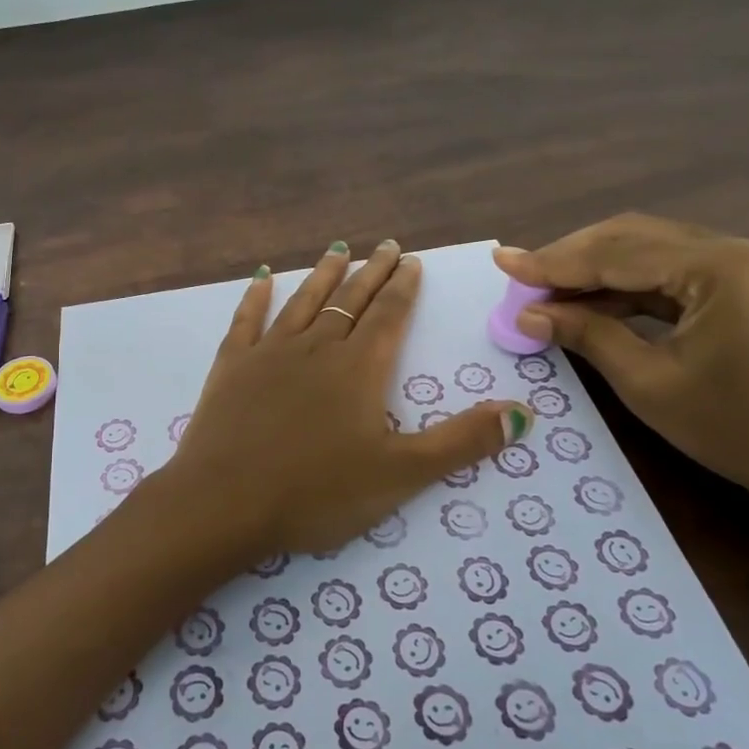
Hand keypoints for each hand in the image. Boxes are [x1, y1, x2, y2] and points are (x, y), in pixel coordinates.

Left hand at [165, 240, 533, 557]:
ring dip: (323, 275)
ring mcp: (269, 353)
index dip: (403, 288)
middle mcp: (316, 347)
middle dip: (372, 272)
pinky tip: (262, 278)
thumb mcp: (401, 474)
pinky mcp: (231, 366)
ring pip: (303, 302)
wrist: (226, 502)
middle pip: (350, 300)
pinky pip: (246, 320)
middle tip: (386, 246)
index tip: (411, 261)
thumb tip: (523, 412)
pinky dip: (256, 297)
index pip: (388, 316)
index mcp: (358, 368)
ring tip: (338, 249)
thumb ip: (462, 442)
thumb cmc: (317, 492)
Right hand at [493, 215, 748, 504]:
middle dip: (571, 257)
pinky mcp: (743, 285)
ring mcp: (743, 265)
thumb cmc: (738, 429)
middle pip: (632, 237)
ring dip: (594, 269)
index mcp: (719, 267)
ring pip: (649, 250)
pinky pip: (670, 272)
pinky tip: (588, 301)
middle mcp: (734, 249)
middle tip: (520, 276)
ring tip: (544, 289)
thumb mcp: (649, 383)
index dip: (553, 262)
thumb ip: (587, 334)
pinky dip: (625, 285)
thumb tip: (529, 313)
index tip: (502, 263)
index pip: (617, 253)